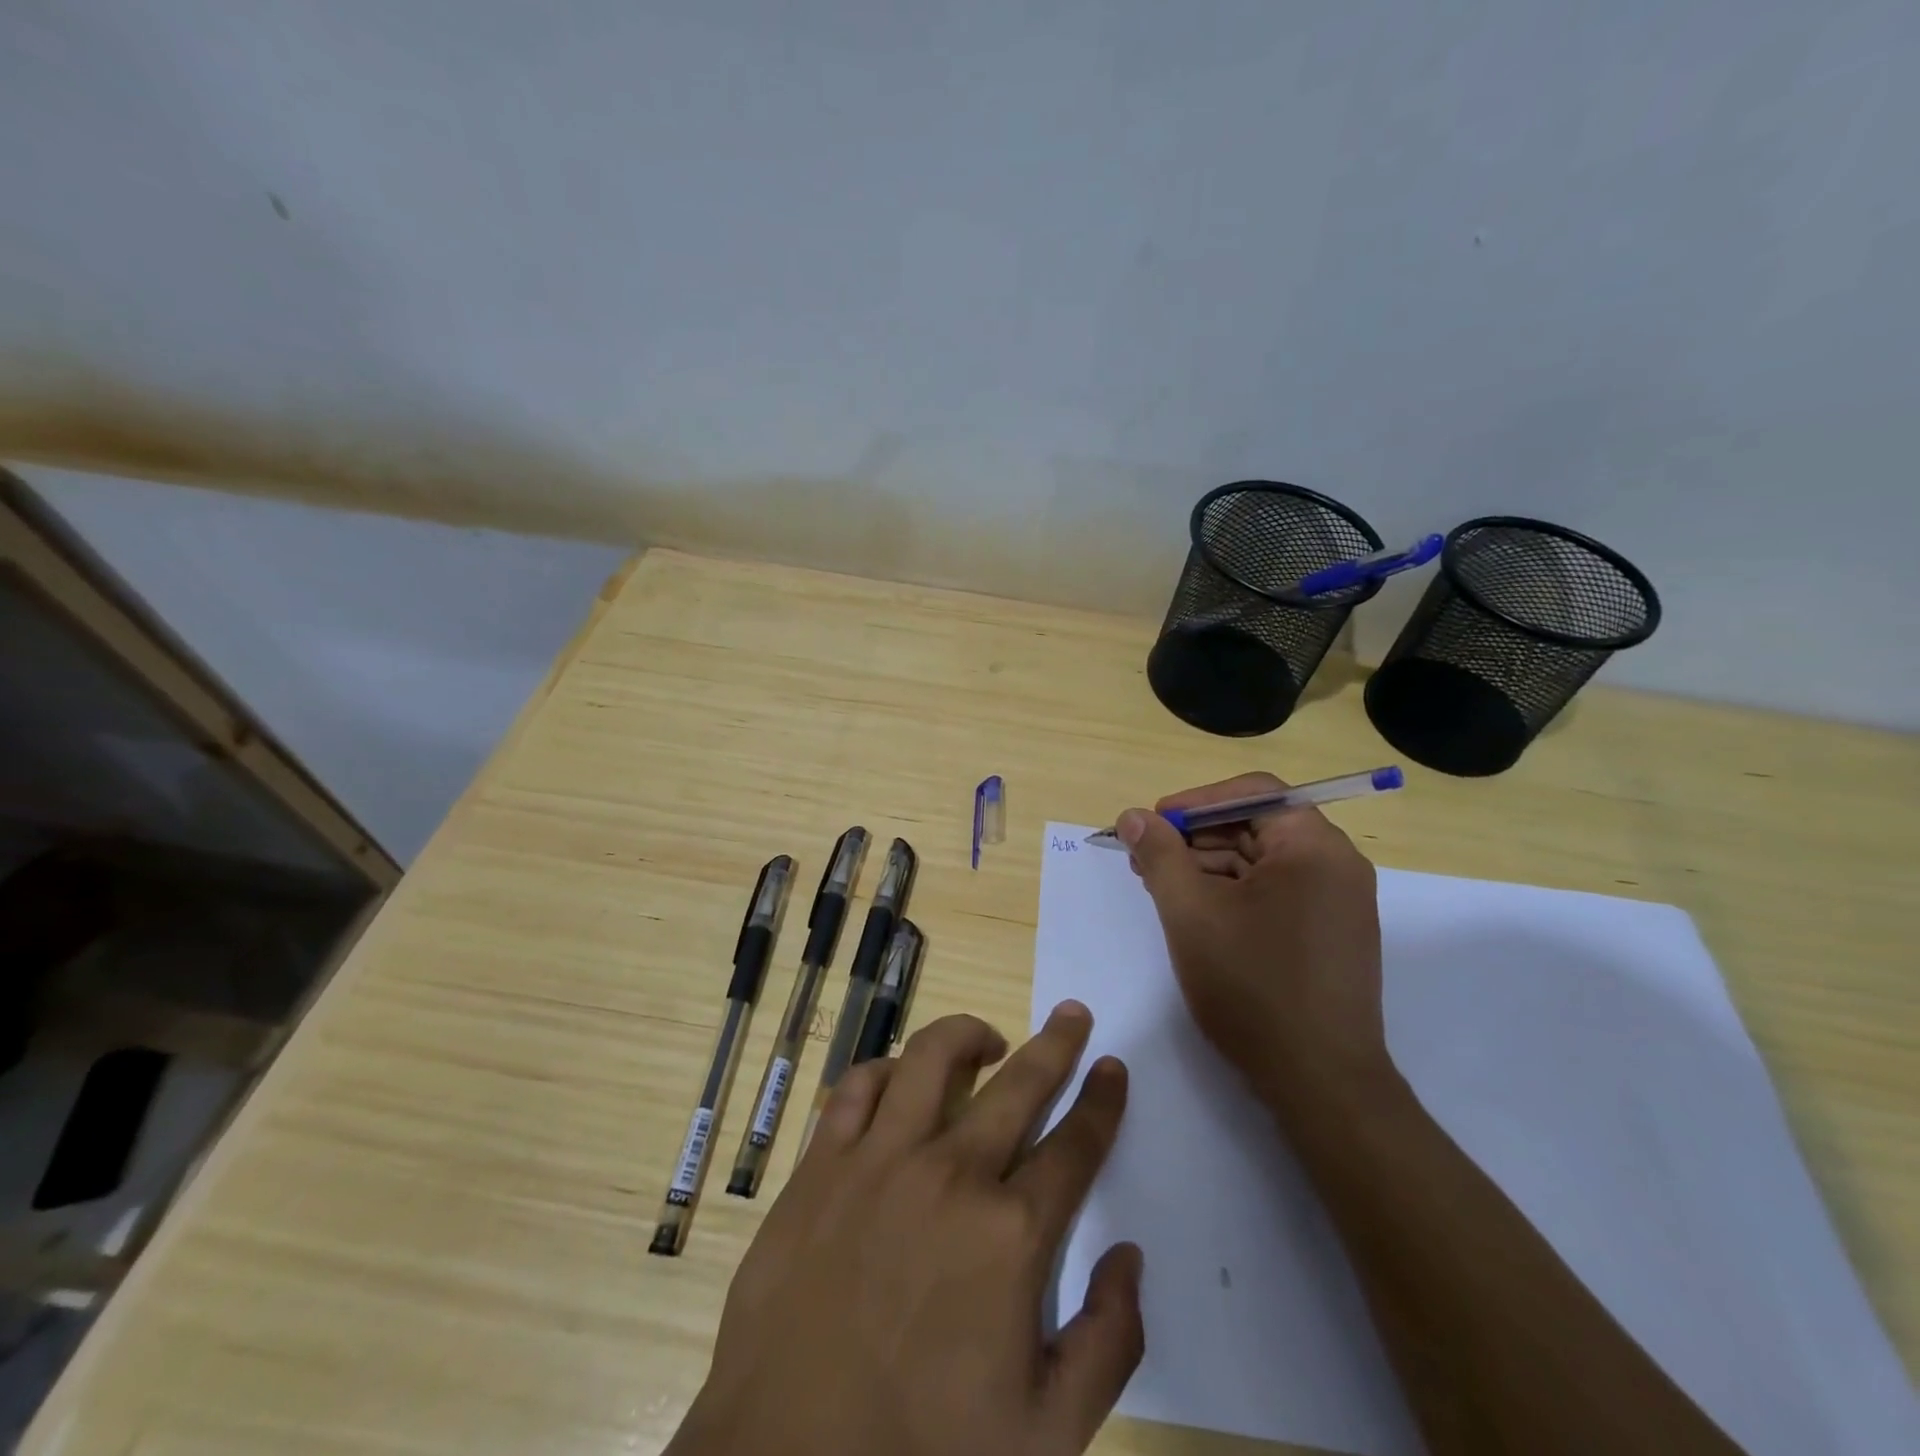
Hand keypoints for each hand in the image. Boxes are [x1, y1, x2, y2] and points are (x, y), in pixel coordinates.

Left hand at [669, 1005, 1142, 1455]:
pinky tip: (899, 1078)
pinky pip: (857, 1087)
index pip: (1075, 1147)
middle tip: (1073, 1014)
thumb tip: (1128, 1255)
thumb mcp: (1047, 1434)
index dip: (1101, 1102)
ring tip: (988, 1040)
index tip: (1112, 1067)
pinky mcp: (821, 1163)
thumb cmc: (924, 1454)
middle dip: (1057, 1044)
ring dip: (968, 1035)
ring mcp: (879, 1160)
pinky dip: (885, 1069)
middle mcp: (950, 1174)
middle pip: (1019, 1084)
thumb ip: (1108, 1341)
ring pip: (932, 1058)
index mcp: (1010, 1235)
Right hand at [1117, 772, 1392, 1125]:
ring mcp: (1337, 903)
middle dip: (1195, 837)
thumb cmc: (1253, 987)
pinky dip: (1232, 894)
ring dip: (1208, 866)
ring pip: (1261, 862)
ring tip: (1161, 889)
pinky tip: (1195, 915)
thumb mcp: (1191, 913)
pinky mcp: (1329, 935)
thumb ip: (1159, 855)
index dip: (1196, 801)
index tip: (1153, 825)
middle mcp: (1335, 865)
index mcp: (1313, 847)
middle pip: (1256, 825)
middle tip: (1146, 860)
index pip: (1254, 793)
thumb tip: (1133, 816)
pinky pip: (1274, 893)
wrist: (1320, 1084)